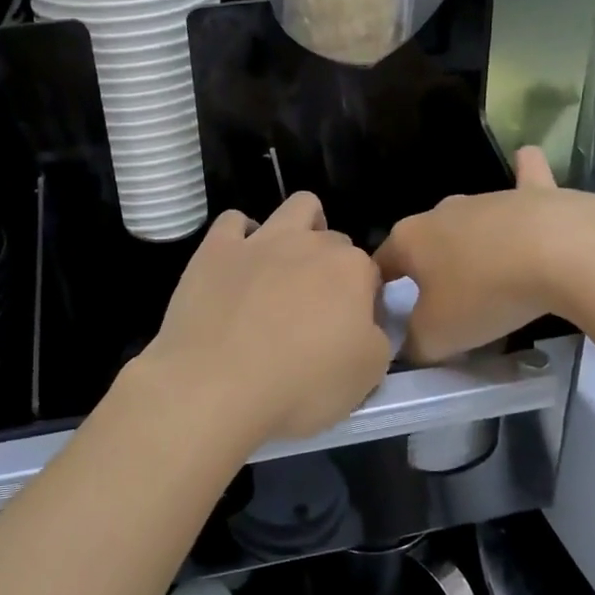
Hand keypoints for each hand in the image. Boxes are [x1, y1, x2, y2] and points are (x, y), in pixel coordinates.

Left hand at [145, 192, 390, 449]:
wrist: (215, 387)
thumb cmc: (301, 386)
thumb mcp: (368, 376)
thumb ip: (379, 338)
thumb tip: (368, 324)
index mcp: (352, 270)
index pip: (371, 275)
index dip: (365, 302)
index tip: (351, 332)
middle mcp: (310, 243)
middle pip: (334, 242)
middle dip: (332, 267)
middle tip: (316, 311)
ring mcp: (261, 240)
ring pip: (296, 207)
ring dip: (301, 228)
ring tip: (288, 267)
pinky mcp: (217, 249)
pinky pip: (234, 221)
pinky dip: (241, 236)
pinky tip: (240, 264)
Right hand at [375, 148, 585, 364]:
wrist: (560, 253)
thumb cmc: (485, 293)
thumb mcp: (437, 336)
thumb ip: (414, 343)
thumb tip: (410, 345)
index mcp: (409, 239)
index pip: (380, 264)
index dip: (380, 292)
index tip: (392, 318)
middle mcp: (441, 211)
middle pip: (425, 242)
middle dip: (427, 268)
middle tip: (444, 305)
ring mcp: (488, 197)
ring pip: (469, 219)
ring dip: (471, 243)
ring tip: (488, 277)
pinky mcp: (535, 193)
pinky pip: (525, 178)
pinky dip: (524, 174)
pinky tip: (525, 161)